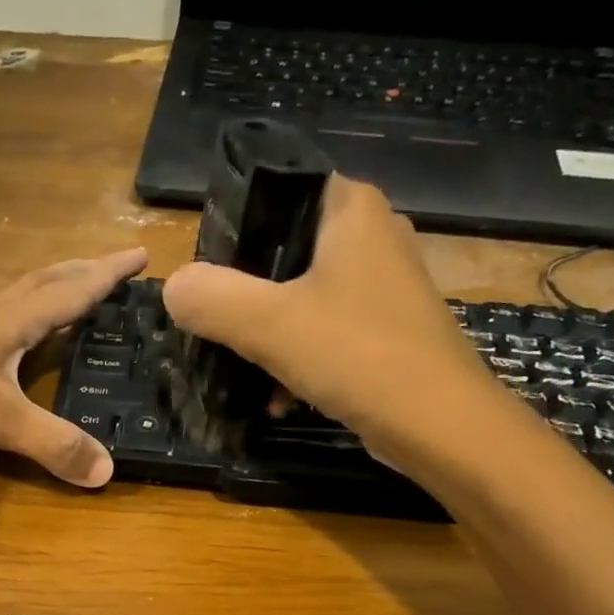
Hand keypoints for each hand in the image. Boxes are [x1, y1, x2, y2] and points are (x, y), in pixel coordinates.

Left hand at [0, 248, 147, 487]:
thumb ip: (52, 444)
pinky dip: (9, 319)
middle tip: (108, 267)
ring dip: (43, 290)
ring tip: (62, 295)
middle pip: (43, 282)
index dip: (108, 275)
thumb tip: (106, 471)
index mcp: (13, 320)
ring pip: (12, 297)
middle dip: (80, 272)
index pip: (73, 291)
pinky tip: (2, 338)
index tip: (141, 255)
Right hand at [161, 176, 507, 472]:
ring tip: (241, 368)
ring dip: (268, 334)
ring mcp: (383, 285)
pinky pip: (326, 332)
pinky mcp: (386, 330)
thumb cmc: (358, 356)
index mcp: (350, 208)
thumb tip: (173, 288)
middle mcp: (372, 234)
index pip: (276, 189)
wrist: (440, 425)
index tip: (205, 274)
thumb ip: (212, 299)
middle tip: (214, 324)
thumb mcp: (270, 324)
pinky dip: (298, 360)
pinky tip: (279, 397)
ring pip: (302, 297)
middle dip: (245, 293)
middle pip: (283, 250)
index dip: (233, 227)